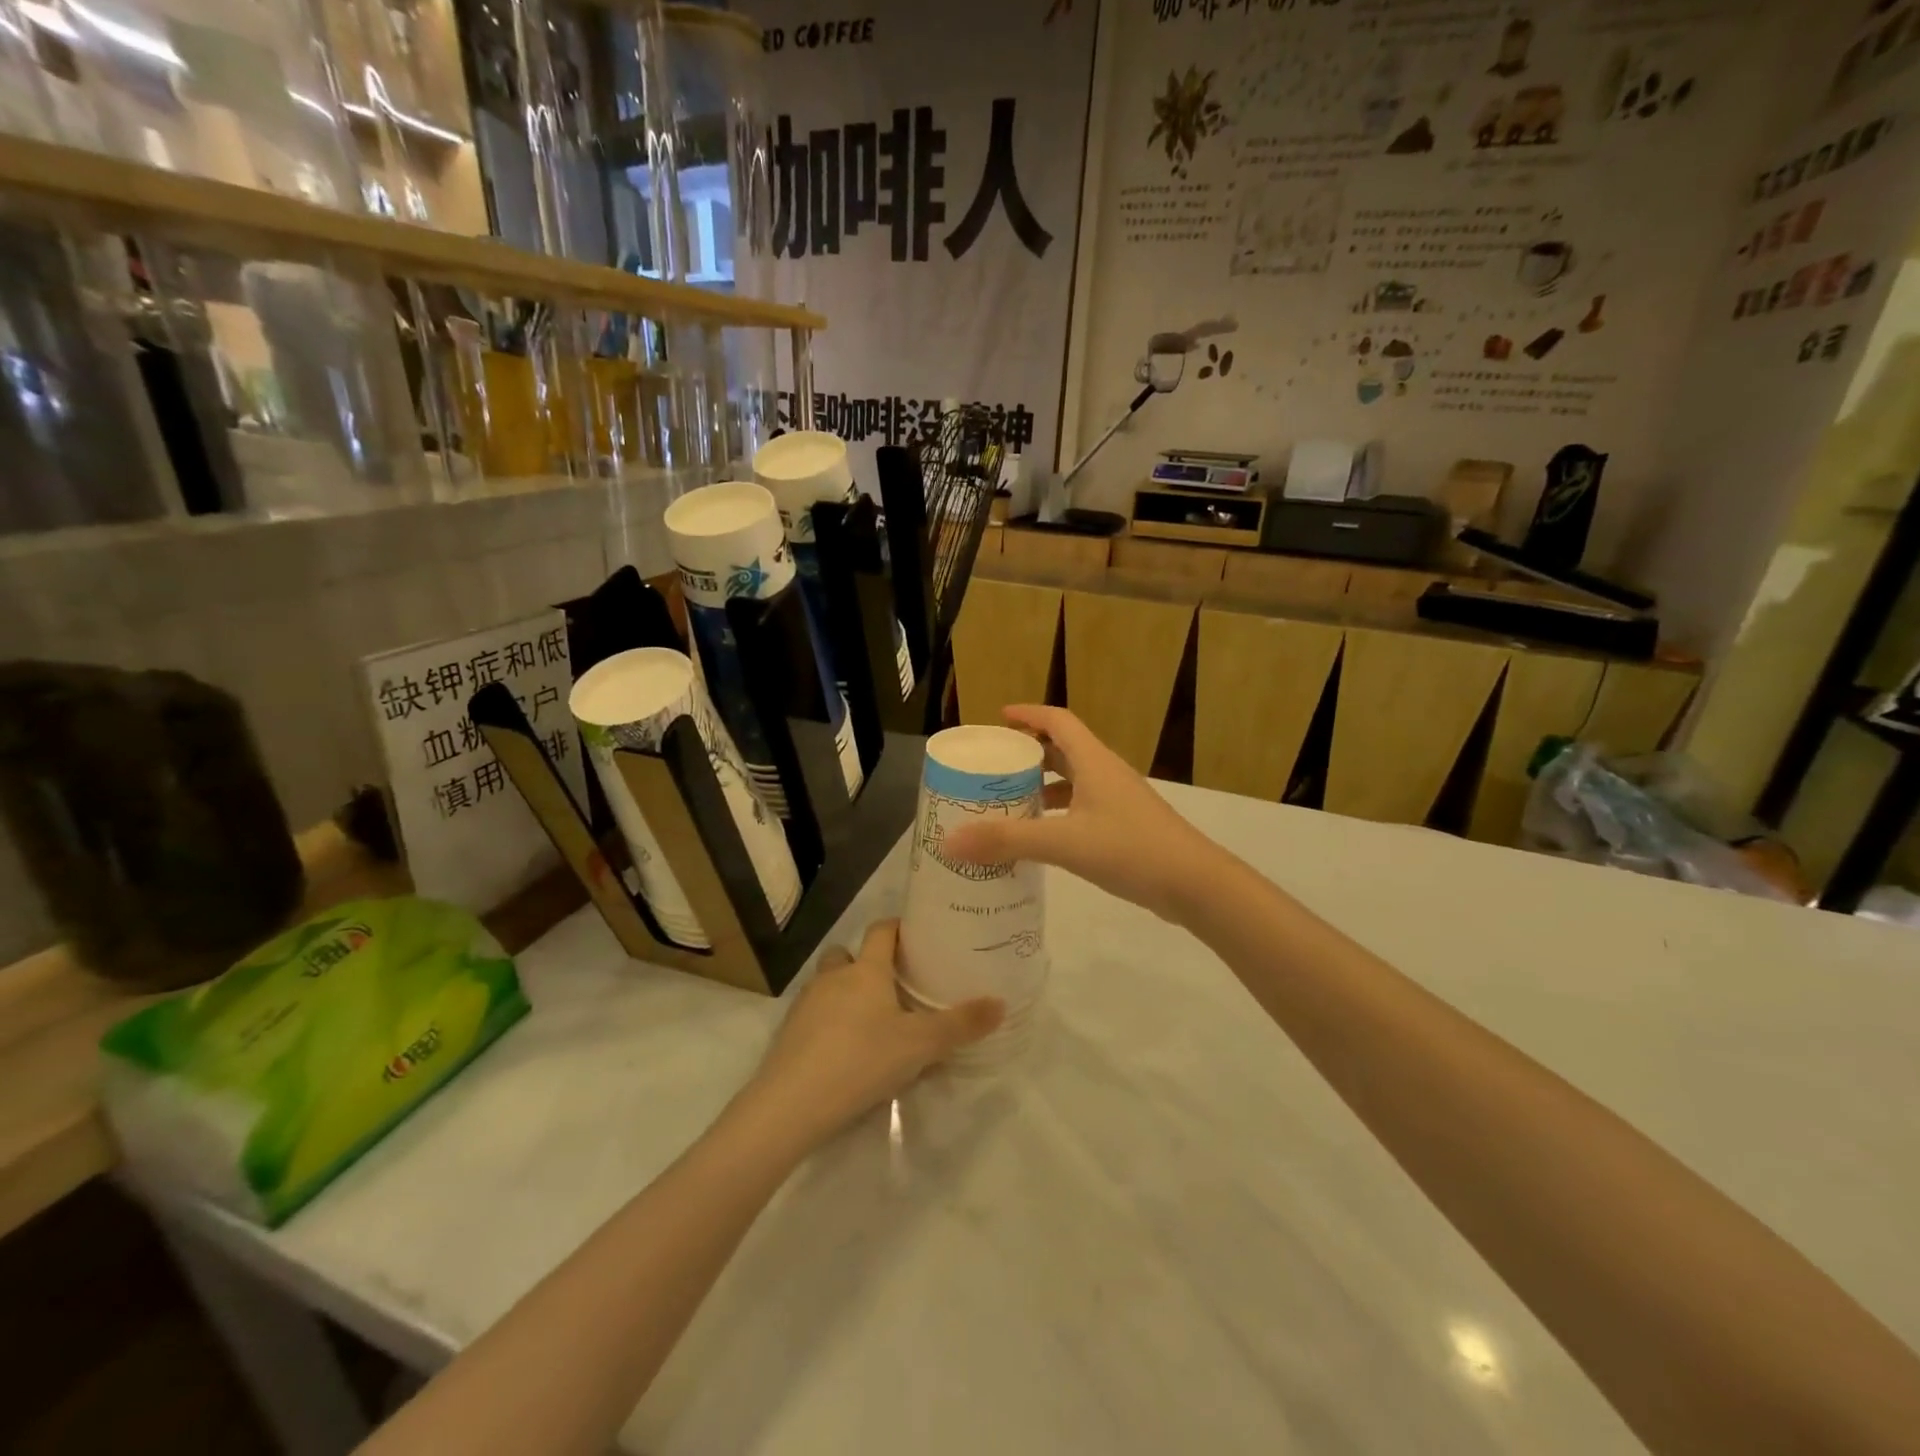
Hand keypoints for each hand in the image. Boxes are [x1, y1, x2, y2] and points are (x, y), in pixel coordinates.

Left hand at [748, 920, 1002, 1146]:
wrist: (791, 1103)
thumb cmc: (861, 1060)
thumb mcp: (920, 1045)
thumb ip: (961, 1025)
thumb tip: (1001, 1003)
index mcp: (866, 970)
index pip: (881, 931)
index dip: (898, 928)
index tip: (916, 937)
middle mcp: (834, 978)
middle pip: (848, 954)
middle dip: (866, 962)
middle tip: (892, 985)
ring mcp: (806, 1004)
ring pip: (827, 984)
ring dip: (845, 993)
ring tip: (870, 1020)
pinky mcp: (789, 1033)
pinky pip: (813, 1015)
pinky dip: (828, 1022)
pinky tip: (843, 1051)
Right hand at [942, 705, 1221, 921]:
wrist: (1195, 884)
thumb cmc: (1131, 850)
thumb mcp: (1064, 843)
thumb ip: (1008, 840)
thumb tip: (950, 841)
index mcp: (1094, 762)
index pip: (1058, 721)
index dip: (1028, 715)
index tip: (998, 718)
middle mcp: (1106, 773)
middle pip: (1064, 749)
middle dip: (1029, 753)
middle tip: (995, 766)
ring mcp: (1119, 800)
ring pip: (1074, 780)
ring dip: (1044, 785)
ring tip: (1010, 801)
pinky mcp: (1126, 826)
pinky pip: (1083, 807)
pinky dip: (1059, 812)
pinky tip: (1043, 837)